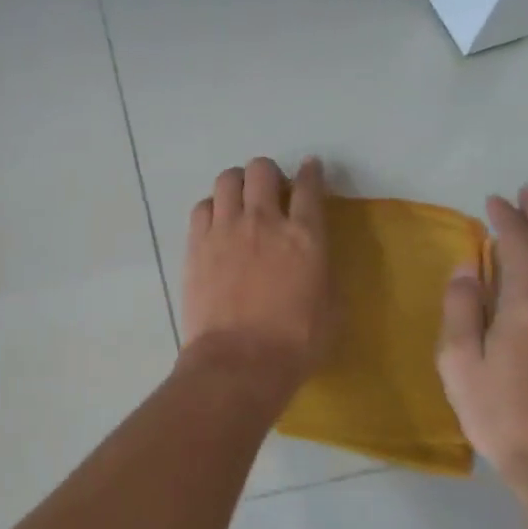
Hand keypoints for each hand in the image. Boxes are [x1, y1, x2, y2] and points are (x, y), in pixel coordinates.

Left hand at [181, 157, 334, 392]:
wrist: (239, 361)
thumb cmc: (295, 343)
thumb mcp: (331, 308)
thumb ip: (323, 272)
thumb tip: (315, 260)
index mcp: (305, 236)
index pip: (309, 187)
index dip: (311, 172)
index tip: (310, 168)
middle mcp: (263, 221)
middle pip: (262, 170)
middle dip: (268, 173)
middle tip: (269, 191)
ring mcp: (225, 229)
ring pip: (226, 179)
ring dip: (236, 184)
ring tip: (238, 200)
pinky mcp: (196, 244)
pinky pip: (201, 207)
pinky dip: (211, 208)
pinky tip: (215, 223)